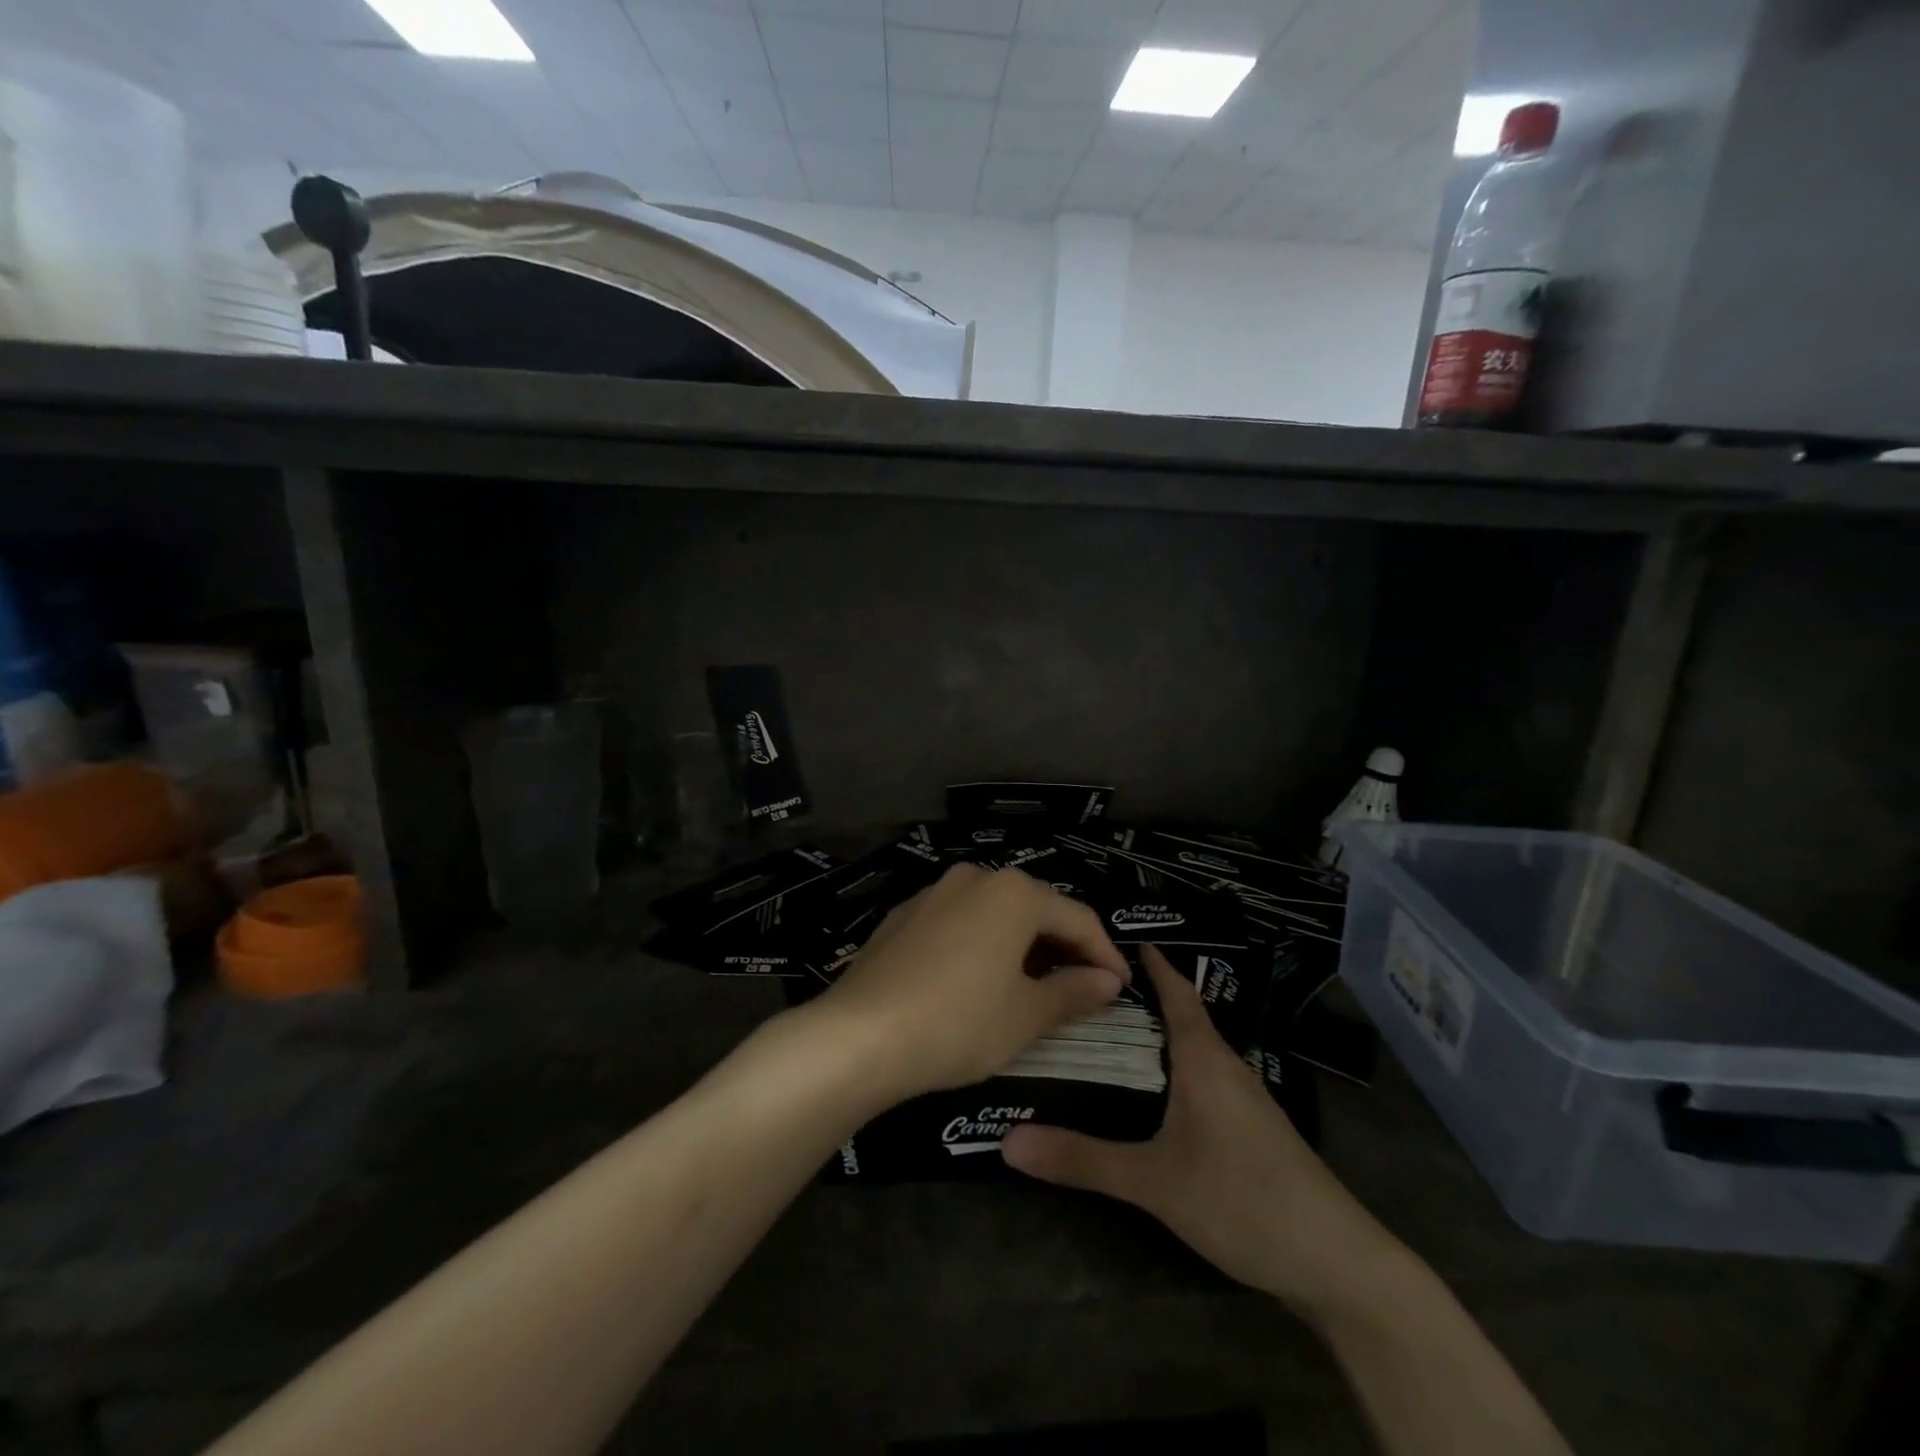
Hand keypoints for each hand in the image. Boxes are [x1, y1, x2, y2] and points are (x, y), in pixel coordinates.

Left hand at [815, 864, 1130, 1102]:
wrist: (858, 1035)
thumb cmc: (958, 1022)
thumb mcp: (1025, 1016)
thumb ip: (1073, 992)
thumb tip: (1107, 981)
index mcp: (1013, 893)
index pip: (1078, 919)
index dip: (1105, 954)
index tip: (1120, 989)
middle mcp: (975, 878)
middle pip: (1035, 909)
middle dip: (1063, 948)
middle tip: (1083, 989)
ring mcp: (933, 893)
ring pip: (995, 914)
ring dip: (1023, 946)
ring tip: (1035, 987)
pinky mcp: (903, 916)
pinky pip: (960, 923)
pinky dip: (983, 946)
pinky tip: (980, 980)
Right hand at [1002, 945, 1402, 1319]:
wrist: (1337, 1263)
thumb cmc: (1243, 1199)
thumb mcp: (1154, 1182)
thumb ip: (1082, 1159)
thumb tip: (1007, 1141)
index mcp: (1204, 1059)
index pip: (1176, 993)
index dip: (1154, 964)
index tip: (1123, 938)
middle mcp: (1227, 1067)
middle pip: (1184, 1018)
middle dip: (1145, 999)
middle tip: (1094, 990)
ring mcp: (1248, 1101)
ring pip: (1196, 1051)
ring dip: (1162, 1036)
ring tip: (1115, 1034)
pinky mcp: (1256, 1132)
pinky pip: (1207, 1079)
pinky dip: (1178, 1069)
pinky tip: (1159, 1094)